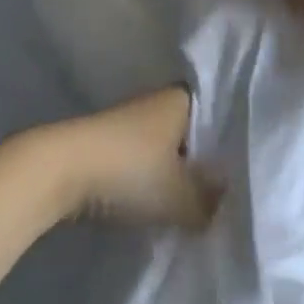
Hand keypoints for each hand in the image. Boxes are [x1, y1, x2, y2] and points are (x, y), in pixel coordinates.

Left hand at [46, 87, 216, 227]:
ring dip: (174, 171)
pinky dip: (149, 179)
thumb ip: (211, 202)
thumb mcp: (181, 196)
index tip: (248, 163)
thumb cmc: (128, 171)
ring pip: (164, 148)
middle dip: (204, 158)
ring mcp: (126, 123)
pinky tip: (160, 202)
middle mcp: (155, 103)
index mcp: (180, 100)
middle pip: (191, 132)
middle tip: (228, 189)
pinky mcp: (104, 145)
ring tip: (197, 201)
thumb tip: (230, 204)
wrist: (55, 172)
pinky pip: (140, 161)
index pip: (219, 111)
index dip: (233, 136)